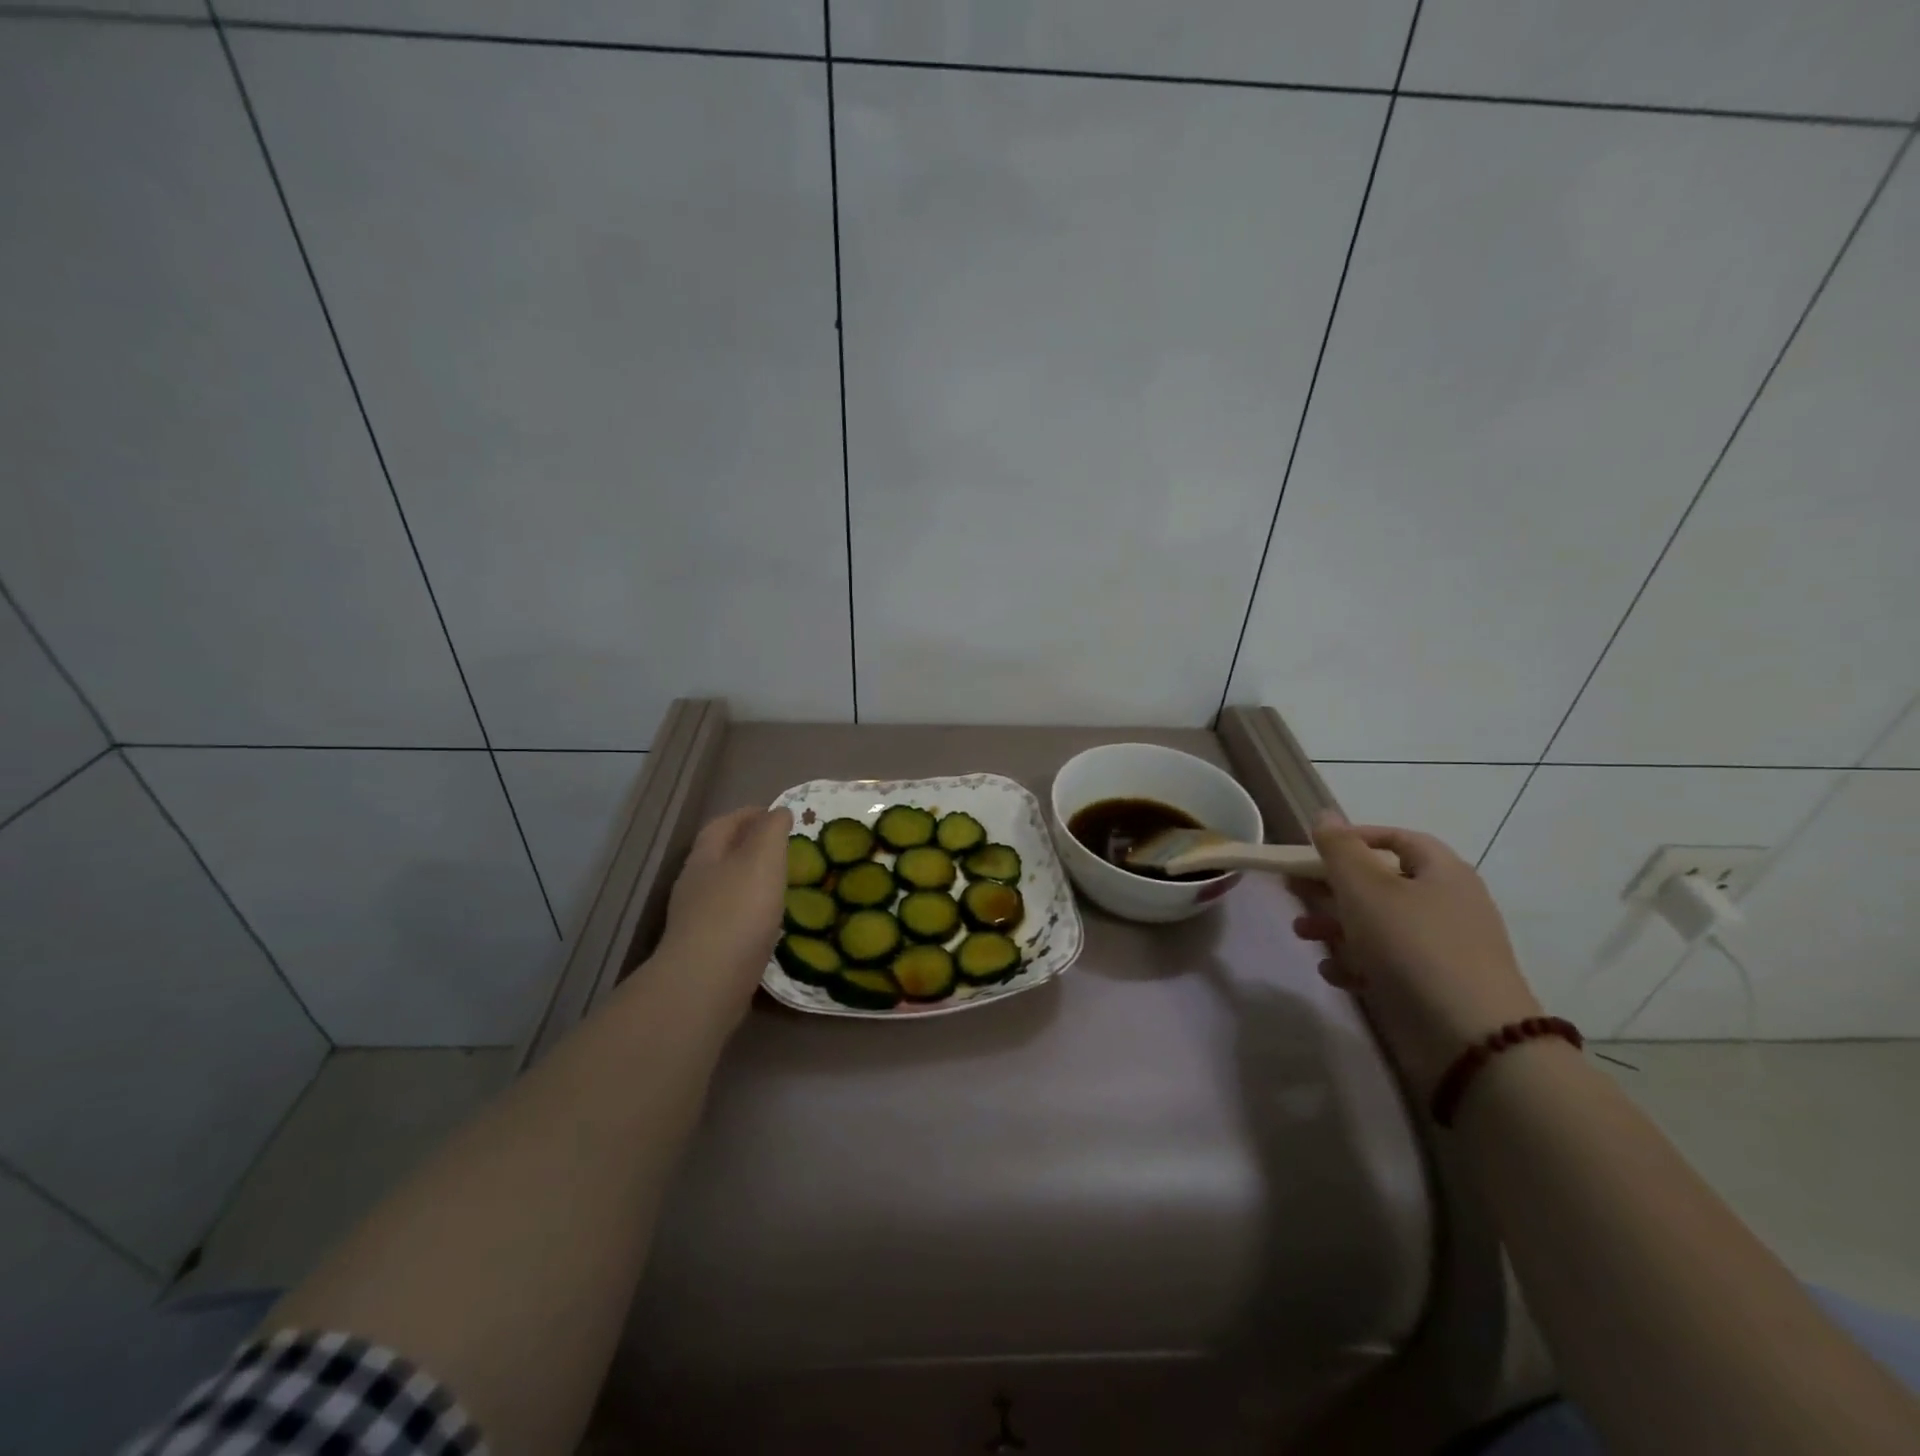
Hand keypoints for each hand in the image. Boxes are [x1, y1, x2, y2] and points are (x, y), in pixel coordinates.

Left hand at [654, 805, 792, 1021]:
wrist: (706, 984)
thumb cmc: (738, 912)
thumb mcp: (763, 858)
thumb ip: (772, 831)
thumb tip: (778, 811)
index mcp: (706, 856)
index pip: (724, 823)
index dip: (750, 814)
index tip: (779, 815)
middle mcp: (695, 884)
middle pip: (720, 855)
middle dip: (749, 847)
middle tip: (785, 850)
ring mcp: (696, 920)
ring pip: (725, 889)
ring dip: (750, 882)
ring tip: (782, 885)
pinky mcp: (706, 950)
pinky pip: (731, 920)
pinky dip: (751, 913)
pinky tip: (769, 923)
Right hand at [1289, 811, 1540, 1090]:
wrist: (1471, 1040)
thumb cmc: (1412, 946)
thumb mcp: (1366, 888)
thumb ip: (1340, 849)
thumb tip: (1325, 815)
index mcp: (1441, 872)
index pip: (1396, 838)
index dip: (1354, 838)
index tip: (1314, 851)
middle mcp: (1447, 904)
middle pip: (1381, 883)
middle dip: (1332, 888)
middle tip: (1295, 892)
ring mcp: (1443, 948)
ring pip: (1378, 924)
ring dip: (1336, 926)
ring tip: (1303, 935)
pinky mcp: (1433, 987)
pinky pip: (1388, 963)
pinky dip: (1357, 963)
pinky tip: (1334, 973)